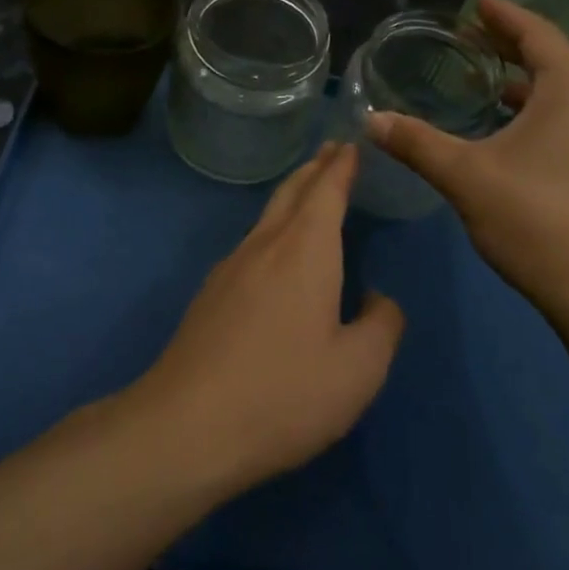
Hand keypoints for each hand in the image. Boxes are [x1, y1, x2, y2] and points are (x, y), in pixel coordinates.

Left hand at [129, 144, 404, 495]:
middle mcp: (265, 246)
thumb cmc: (284, 393)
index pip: (326, 191)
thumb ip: (381, 326)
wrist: (187, 426)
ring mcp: (230, 268)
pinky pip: (251, 244)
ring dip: (292, 196)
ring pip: (267, 217)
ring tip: (309, 192)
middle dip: (315, 169)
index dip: (341, 166)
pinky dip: (273, 228)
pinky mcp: (210, 295)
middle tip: (332, 151)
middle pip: (292, 193)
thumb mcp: (358, 370)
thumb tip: (377, 299)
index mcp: (305, 251)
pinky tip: (276, 253)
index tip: (351, 143)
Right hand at [366, 0, 568, 320]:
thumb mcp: (465, 175)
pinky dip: (530, 110)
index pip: (538, 34)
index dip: (505, 15)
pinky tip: (502, 130)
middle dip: (510, 44)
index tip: (476, 2)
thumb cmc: (535, 217)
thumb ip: (417, 143)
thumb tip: (371, 119)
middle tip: (470, 35)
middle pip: (550, 59)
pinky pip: (561, 119)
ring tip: (482, 78)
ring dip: (521, 80)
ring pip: (557, 92)